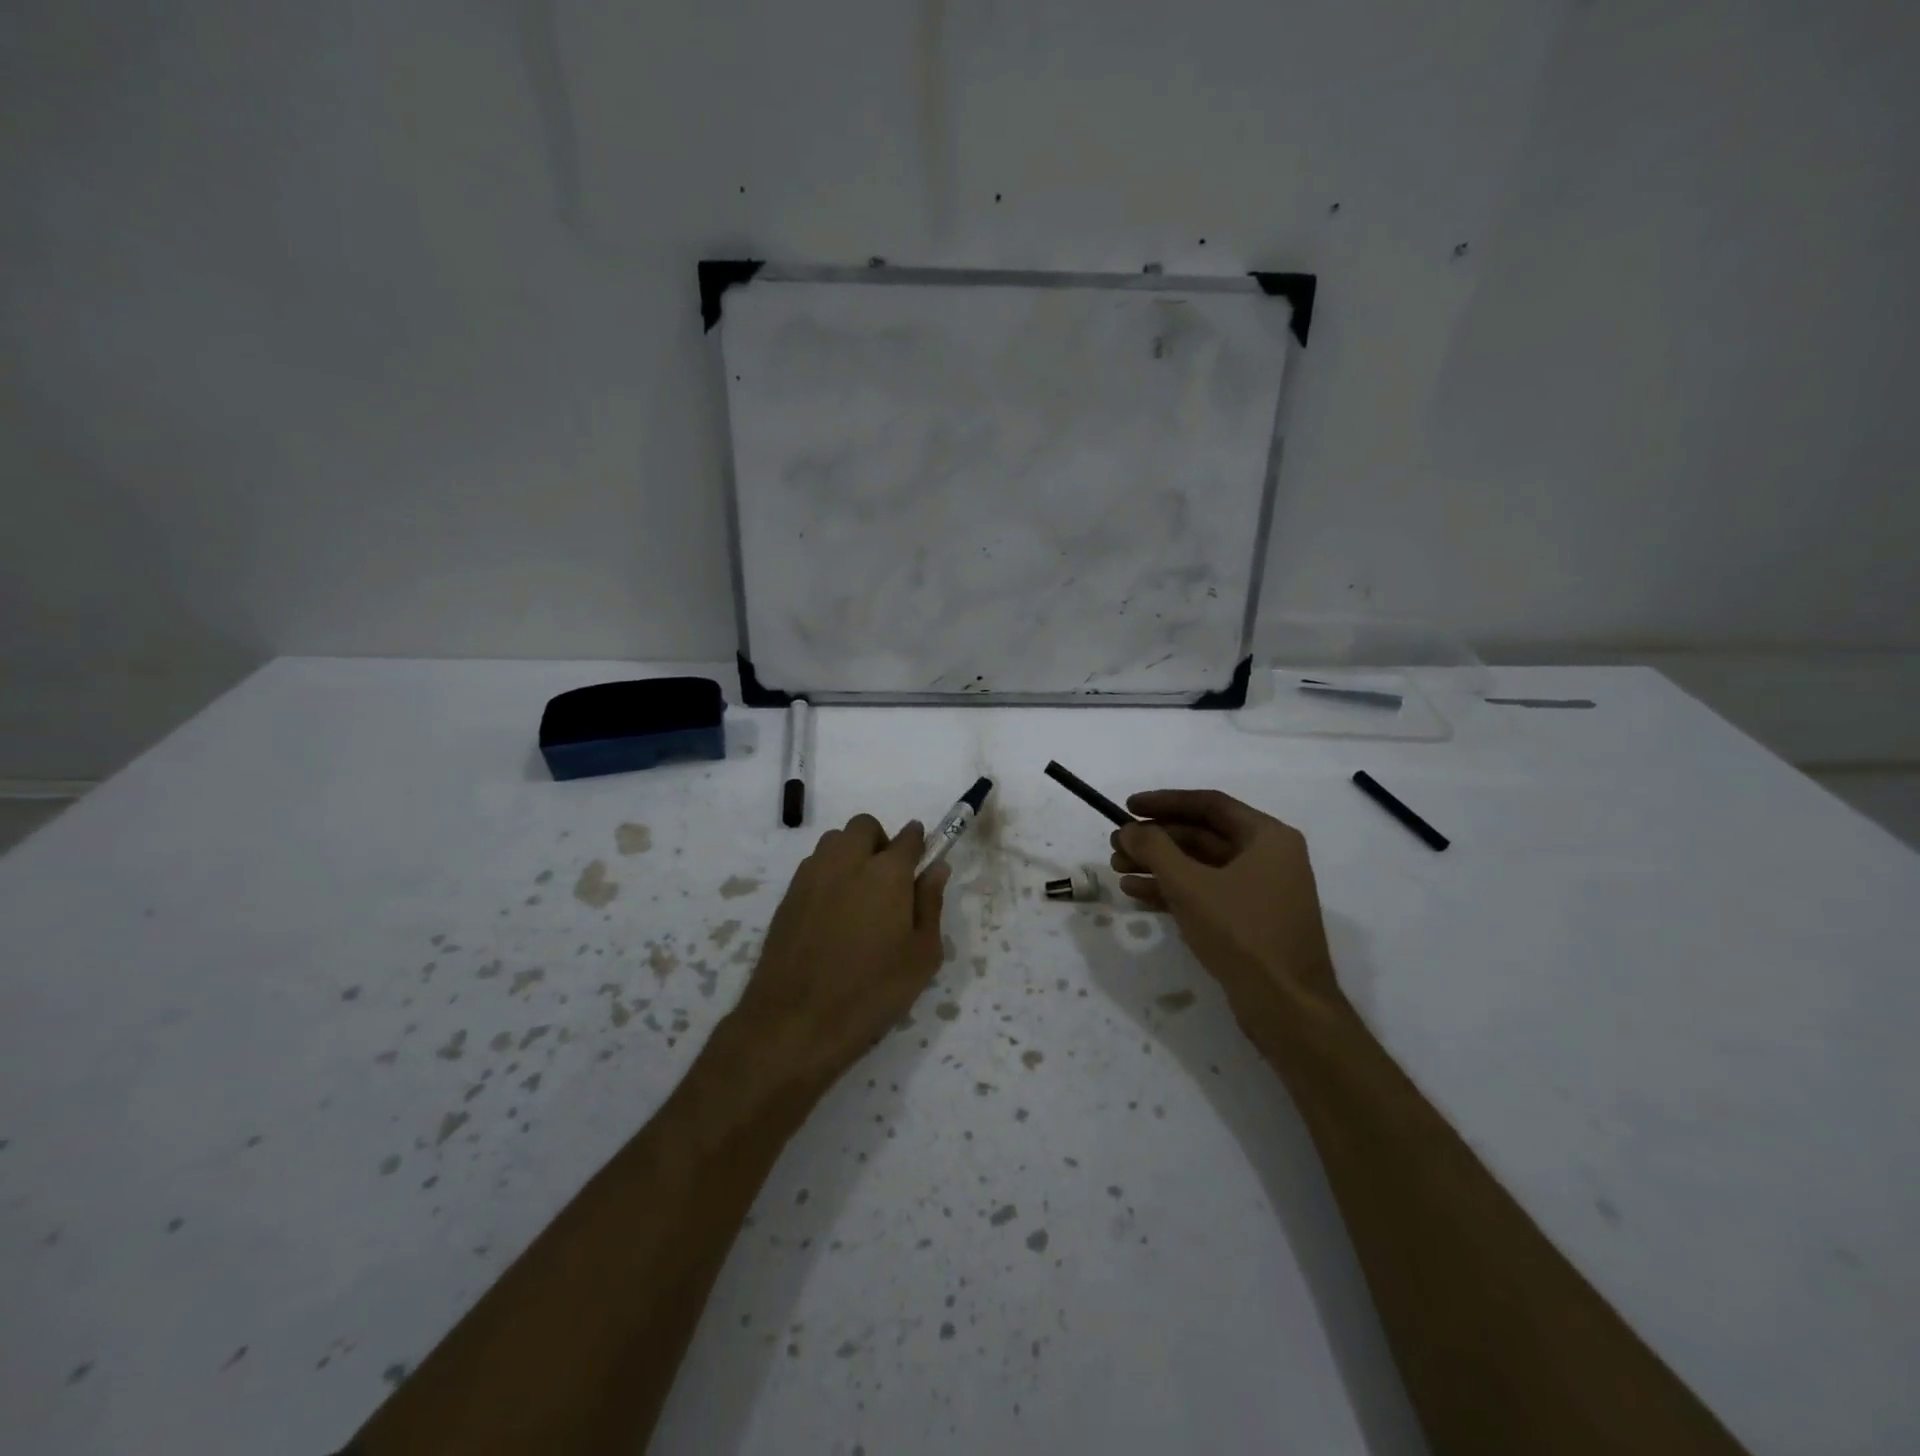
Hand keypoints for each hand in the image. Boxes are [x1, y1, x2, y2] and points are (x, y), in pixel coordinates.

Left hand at [729, 814, 949, 1091]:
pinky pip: (814, 866)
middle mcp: (846, 861)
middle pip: (865, 827)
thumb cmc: (872, 991)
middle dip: (880, 841)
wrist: (795, 1021)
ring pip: (835, 842)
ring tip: (859, 898)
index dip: (919, 843)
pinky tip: (833, 915)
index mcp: (886, 872)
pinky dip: (829, 875)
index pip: (908, 837)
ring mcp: (811, 875)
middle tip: (889, 881)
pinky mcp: (787, 895)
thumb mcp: (921, 956)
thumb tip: (936, 868)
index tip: (922, 860)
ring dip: (851, 854)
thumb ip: (931, 904)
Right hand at [1111, 790, 1340, 1019]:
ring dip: (1158, 865)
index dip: (1164, 802)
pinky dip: (1173, 890)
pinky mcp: (1249, 920)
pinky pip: (1206, 892)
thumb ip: (1154, 849)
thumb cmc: (1241, 933)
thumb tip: (1129, 829)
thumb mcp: (1190, 885)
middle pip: (1202, 835)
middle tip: (1115, 844)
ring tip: (1117, 869)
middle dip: (1156, 840)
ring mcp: (1260, 890)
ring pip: (1200, 866)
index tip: (1127, 807)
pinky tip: (1136, 893)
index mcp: (1267, 837)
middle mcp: (1268, 857)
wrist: (1286, 1007)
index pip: (1208, 804)